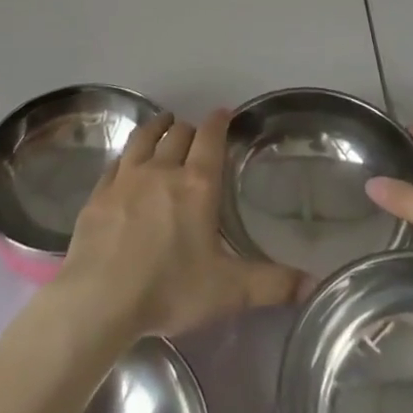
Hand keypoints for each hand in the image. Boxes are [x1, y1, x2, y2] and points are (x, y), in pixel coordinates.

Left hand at [57, 110, 309, 337]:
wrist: (99, 300)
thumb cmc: (169, 289)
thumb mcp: (228, 291)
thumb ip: (272, 284)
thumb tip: (314, 284)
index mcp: (197, 184)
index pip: (210, 138)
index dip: (219, 122)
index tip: (224, 113)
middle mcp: (162, 170)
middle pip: (178, 134)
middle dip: (190, 129)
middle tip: (196, 134)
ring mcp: (126, 178)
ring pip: (144, 139)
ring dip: (157, 128)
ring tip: (163, 124)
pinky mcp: (98, 194)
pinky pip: (115, 163)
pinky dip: (126, 155)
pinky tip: (125, 162)